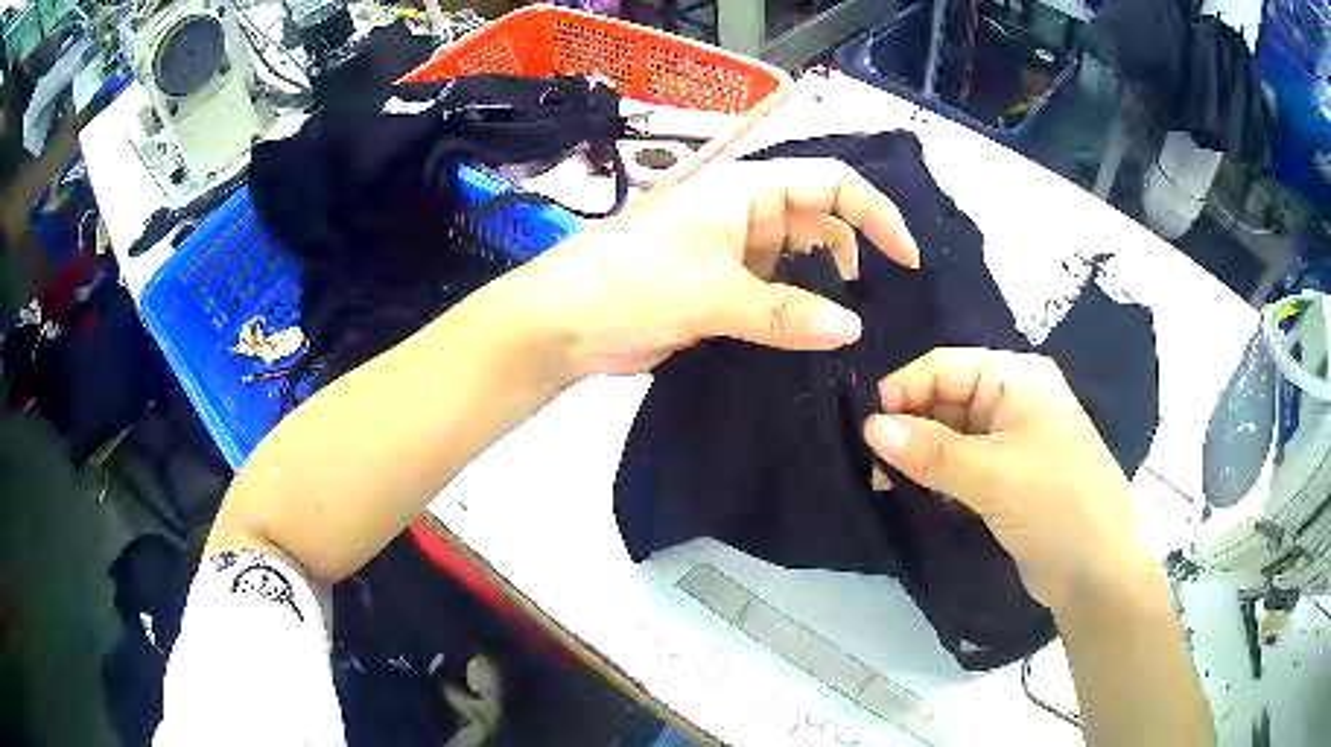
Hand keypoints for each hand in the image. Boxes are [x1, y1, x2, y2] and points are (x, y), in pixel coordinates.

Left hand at [520, 158, 919, 375]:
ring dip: (827, 295)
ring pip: (803, 267)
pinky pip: (778, 299)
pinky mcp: (725, 293)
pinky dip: (800, 318)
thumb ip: (785, 312)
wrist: (566, 323)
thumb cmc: (633, 283)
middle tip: (882, 312)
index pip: (834, 184)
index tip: (907, 261)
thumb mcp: (712, 292)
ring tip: (856, 337)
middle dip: (856, 260)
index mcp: (749, 190)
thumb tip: (853, 330)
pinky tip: (819, 347)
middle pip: (824, 225)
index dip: (877, 215)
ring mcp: (737, 256)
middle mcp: (749, 216)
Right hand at [861, 348, 1150, 612]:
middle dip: (909, 426)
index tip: (864, 429)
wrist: (1098, 570)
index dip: (903, 390)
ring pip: (954, 433)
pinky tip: (914, 492)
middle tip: (871, 465)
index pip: (946, 366)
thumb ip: (930, 450)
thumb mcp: (992, 475)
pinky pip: (965, 462)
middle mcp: (1016, 398)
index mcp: (1018, 377)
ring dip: (921, 454)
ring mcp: (1016, 438)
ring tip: (884, 483)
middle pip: (948, 397)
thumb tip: (870, 428)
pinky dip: (939, 474)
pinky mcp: (1012, 473)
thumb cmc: (1055, 506)